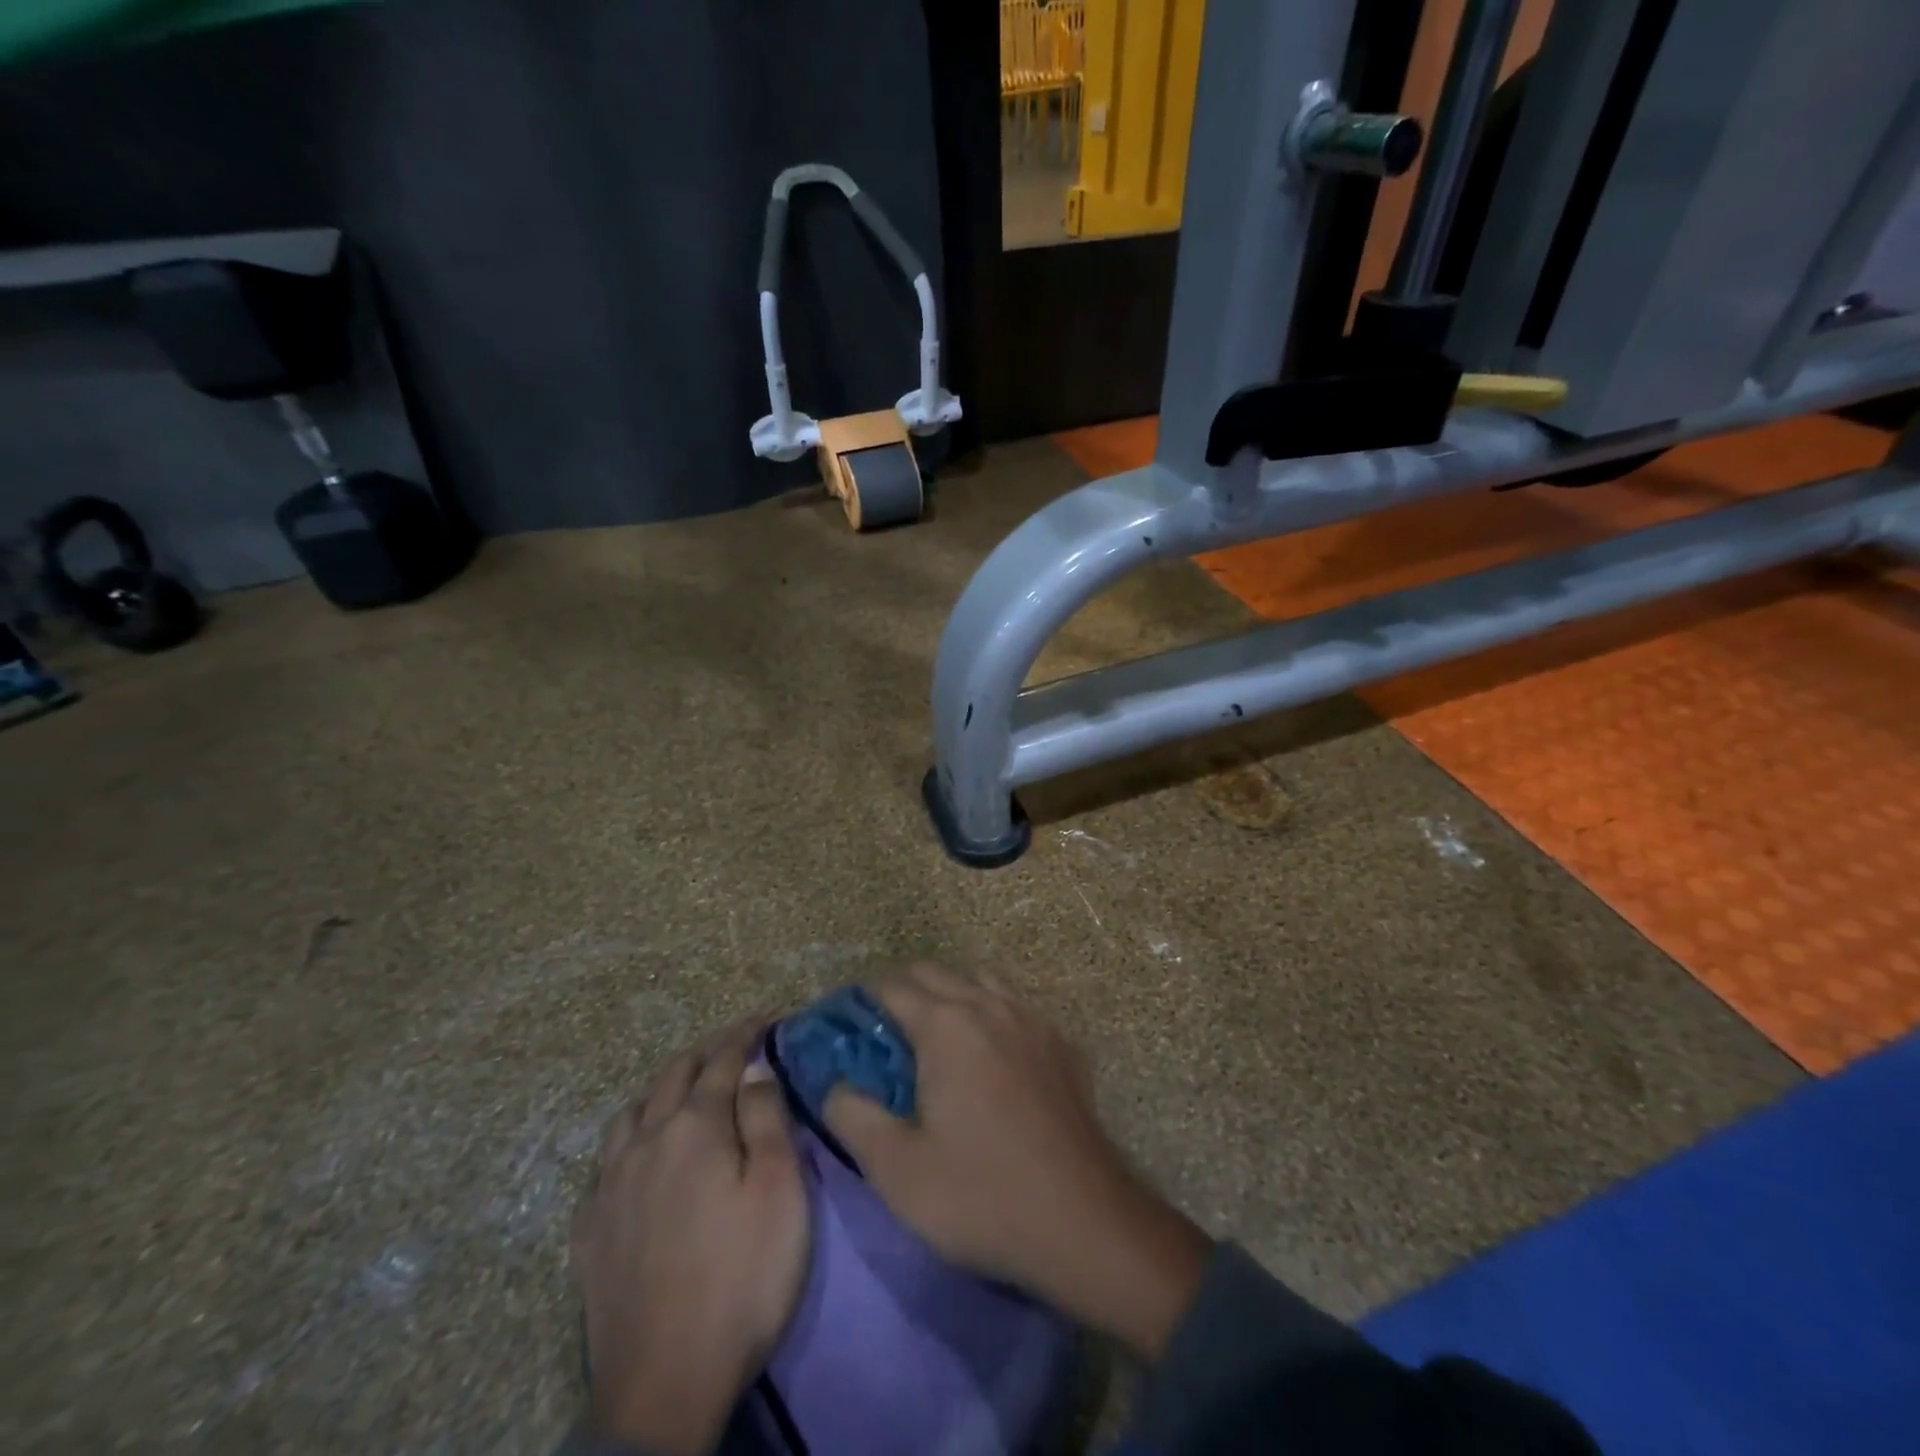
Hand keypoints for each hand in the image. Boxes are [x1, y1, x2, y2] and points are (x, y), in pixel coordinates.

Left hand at [571, 1019, 809, 1454]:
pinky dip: (632, 1137)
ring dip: (663, 1088)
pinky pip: (606, 1160)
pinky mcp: (589, 1229)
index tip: (767, 1016)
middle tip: (733, 1045)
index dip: (746, 1033)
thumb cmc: (742, 1277)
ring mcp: (609, 1186)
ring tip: (686, 1091)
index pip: (722, 1060)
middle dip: (706, 1051)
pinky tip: (641, 1156)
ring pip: (631, 1112)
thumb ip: (766, 1118)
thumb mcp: (778, 1190)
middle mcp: (644, 1142)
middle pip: (673, 1076)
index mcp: (693, 1127)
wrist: (664, 1385)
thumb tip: (755, 1067)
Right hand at [824, 967, 1210, 1360]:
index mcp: (946, 1025)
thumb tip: (834, 1085)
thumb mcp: (897, 1170)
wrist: (1084, 1221)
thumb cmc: (981, 1196)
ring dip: (952, 997)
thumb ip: (853, 1116)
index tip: (848, 1024)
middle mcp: (989, 1005)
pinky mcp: (1062, 1044)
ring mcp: (1033, 1020)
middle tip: (884, 1036)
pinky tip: (993, 1057)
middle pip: (936, 974)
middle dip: (904, 992)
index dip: (864, 999)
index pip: (893, 987)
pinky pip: (1017, 1008)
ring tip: (938, 1041)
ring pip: (981, 982)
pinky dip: (992, 1015)